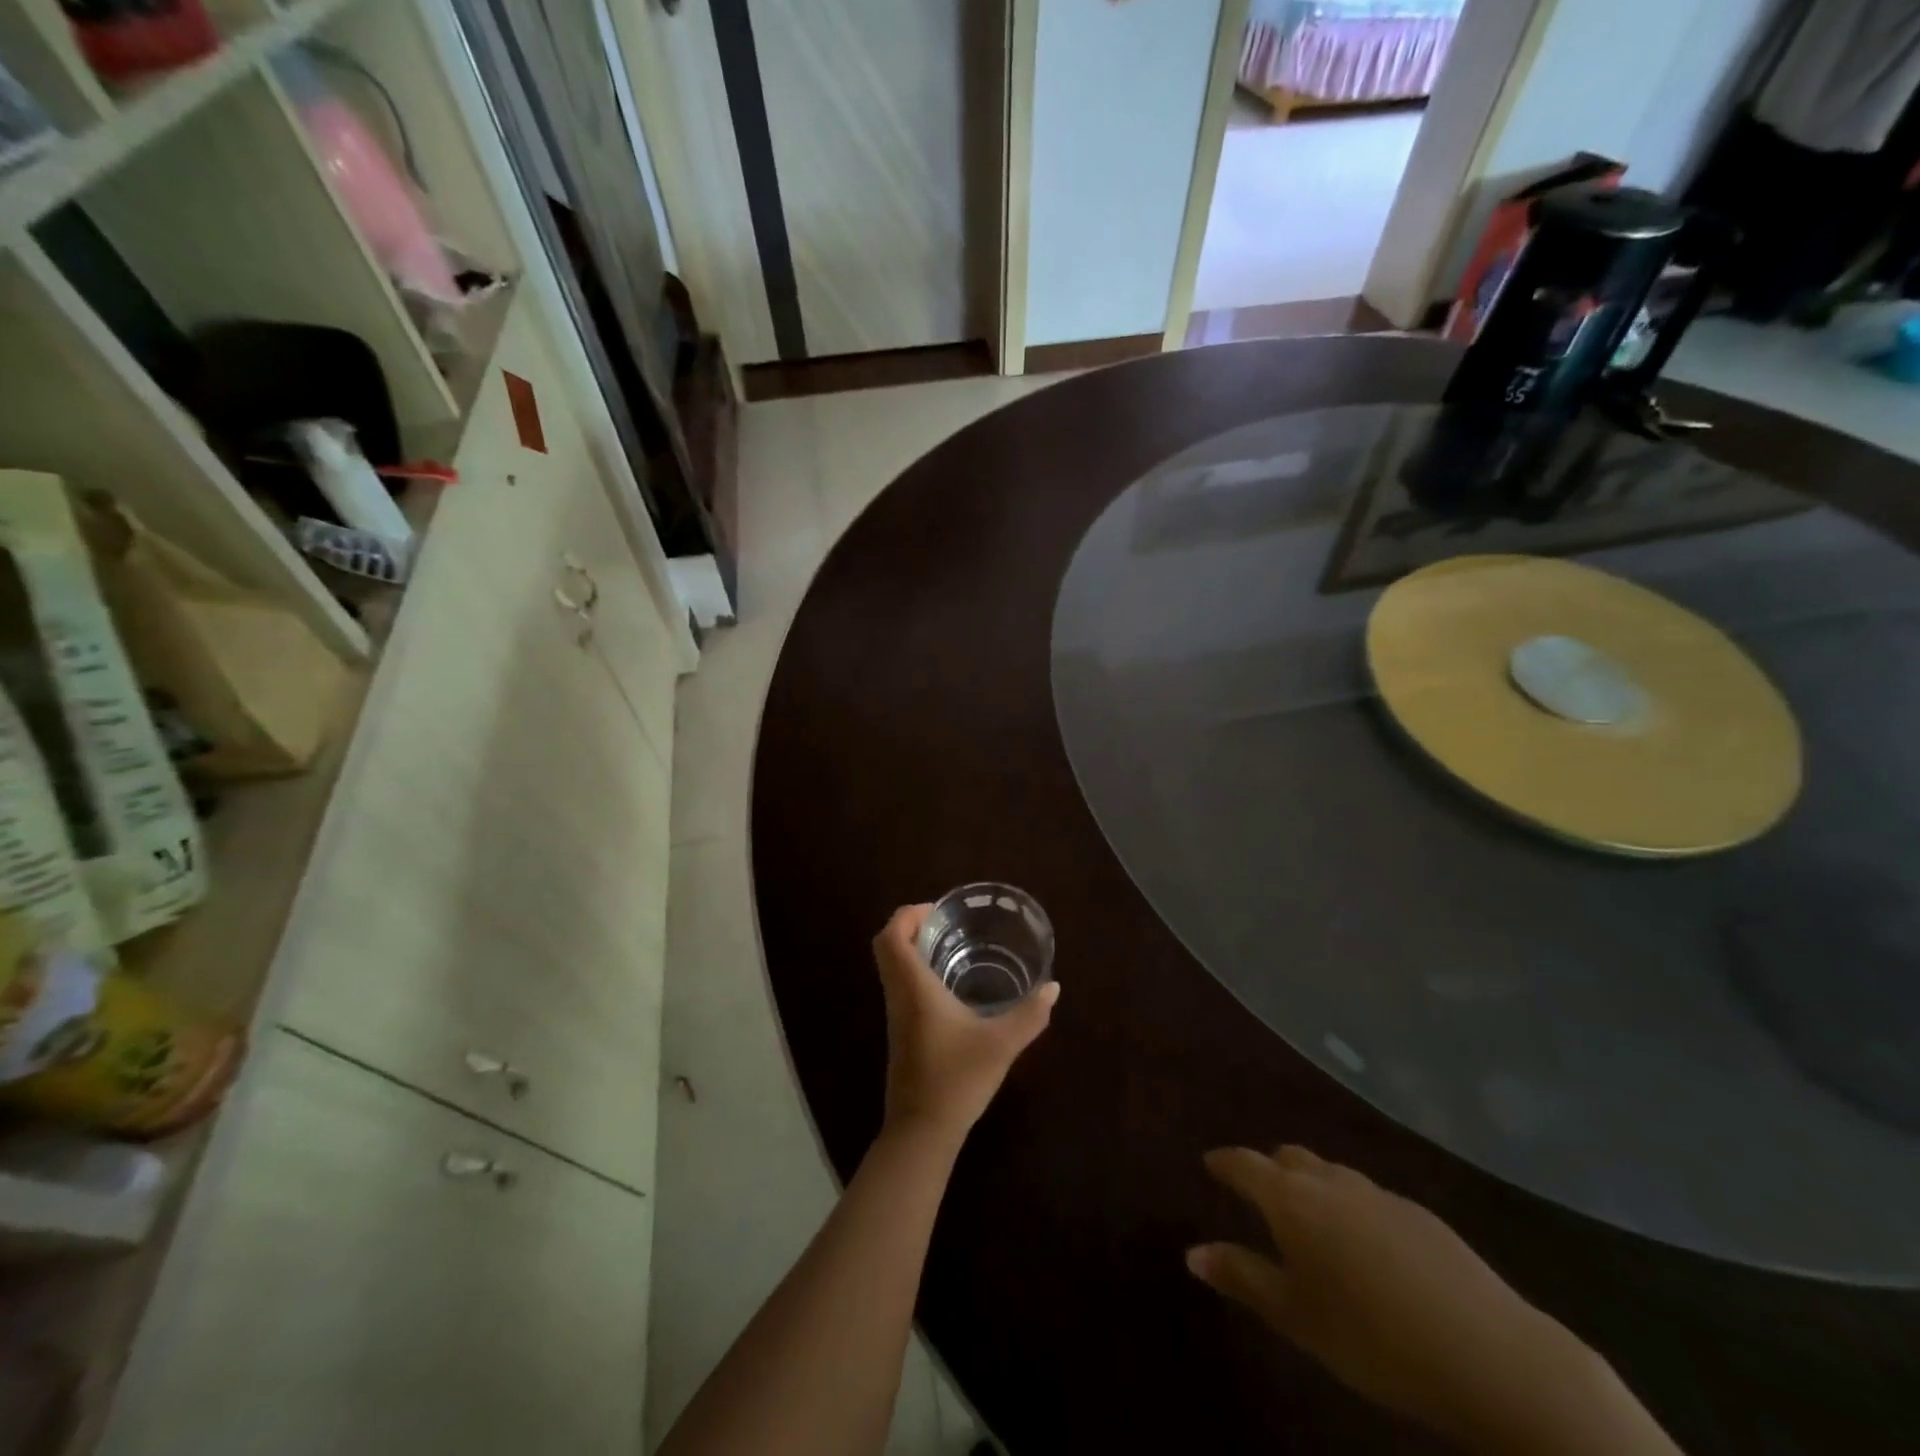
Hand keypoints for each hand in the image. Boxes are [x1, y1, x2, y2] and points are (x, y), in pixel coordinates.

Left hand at [873, 905, 1058, 1143]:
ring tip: (950, 945)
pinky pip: (898, 985)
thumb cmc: (957, 1079)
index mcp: (914, 988)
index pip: (891, 937)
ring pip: (891, 967)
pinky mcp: (900, 1032)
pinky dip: (914, 970)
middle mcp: (898, 995)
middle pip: (886, 946)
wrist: (922, 1131)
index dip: (908, 914)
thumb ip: (1030, 1014)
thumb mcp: (1001, 1044)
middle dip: (910, 926)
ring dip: (911, 948)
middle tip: (945, 923)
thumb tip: (1053, 987)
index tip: (937, 910)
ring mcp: (895, 1015)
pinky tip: (948, 984)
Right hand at [1188, 1147, 1676, 1454]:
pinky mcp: (1421, 1215)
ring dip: (1312, 1184)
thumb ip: (1243, 1278)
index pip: (1246, 1164)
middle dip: (1269, 1168)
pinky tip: (1367, 1246)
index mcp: (1293, 1200)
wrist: (1492, 1357)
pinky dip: (1351, 1206)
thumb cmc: (1375, 1339)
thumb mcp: (1298, 1318)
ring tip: (1310, 1217)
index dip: (1224, 1161)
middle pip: (1290, 1158)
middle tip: (1259, 1193)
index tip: (1210, 1162)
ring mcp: (1380, 1194)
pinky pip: (1369, 1196)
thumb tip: (1192, 1252)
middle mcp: (1332, 1182)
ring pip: (1332, 1173)